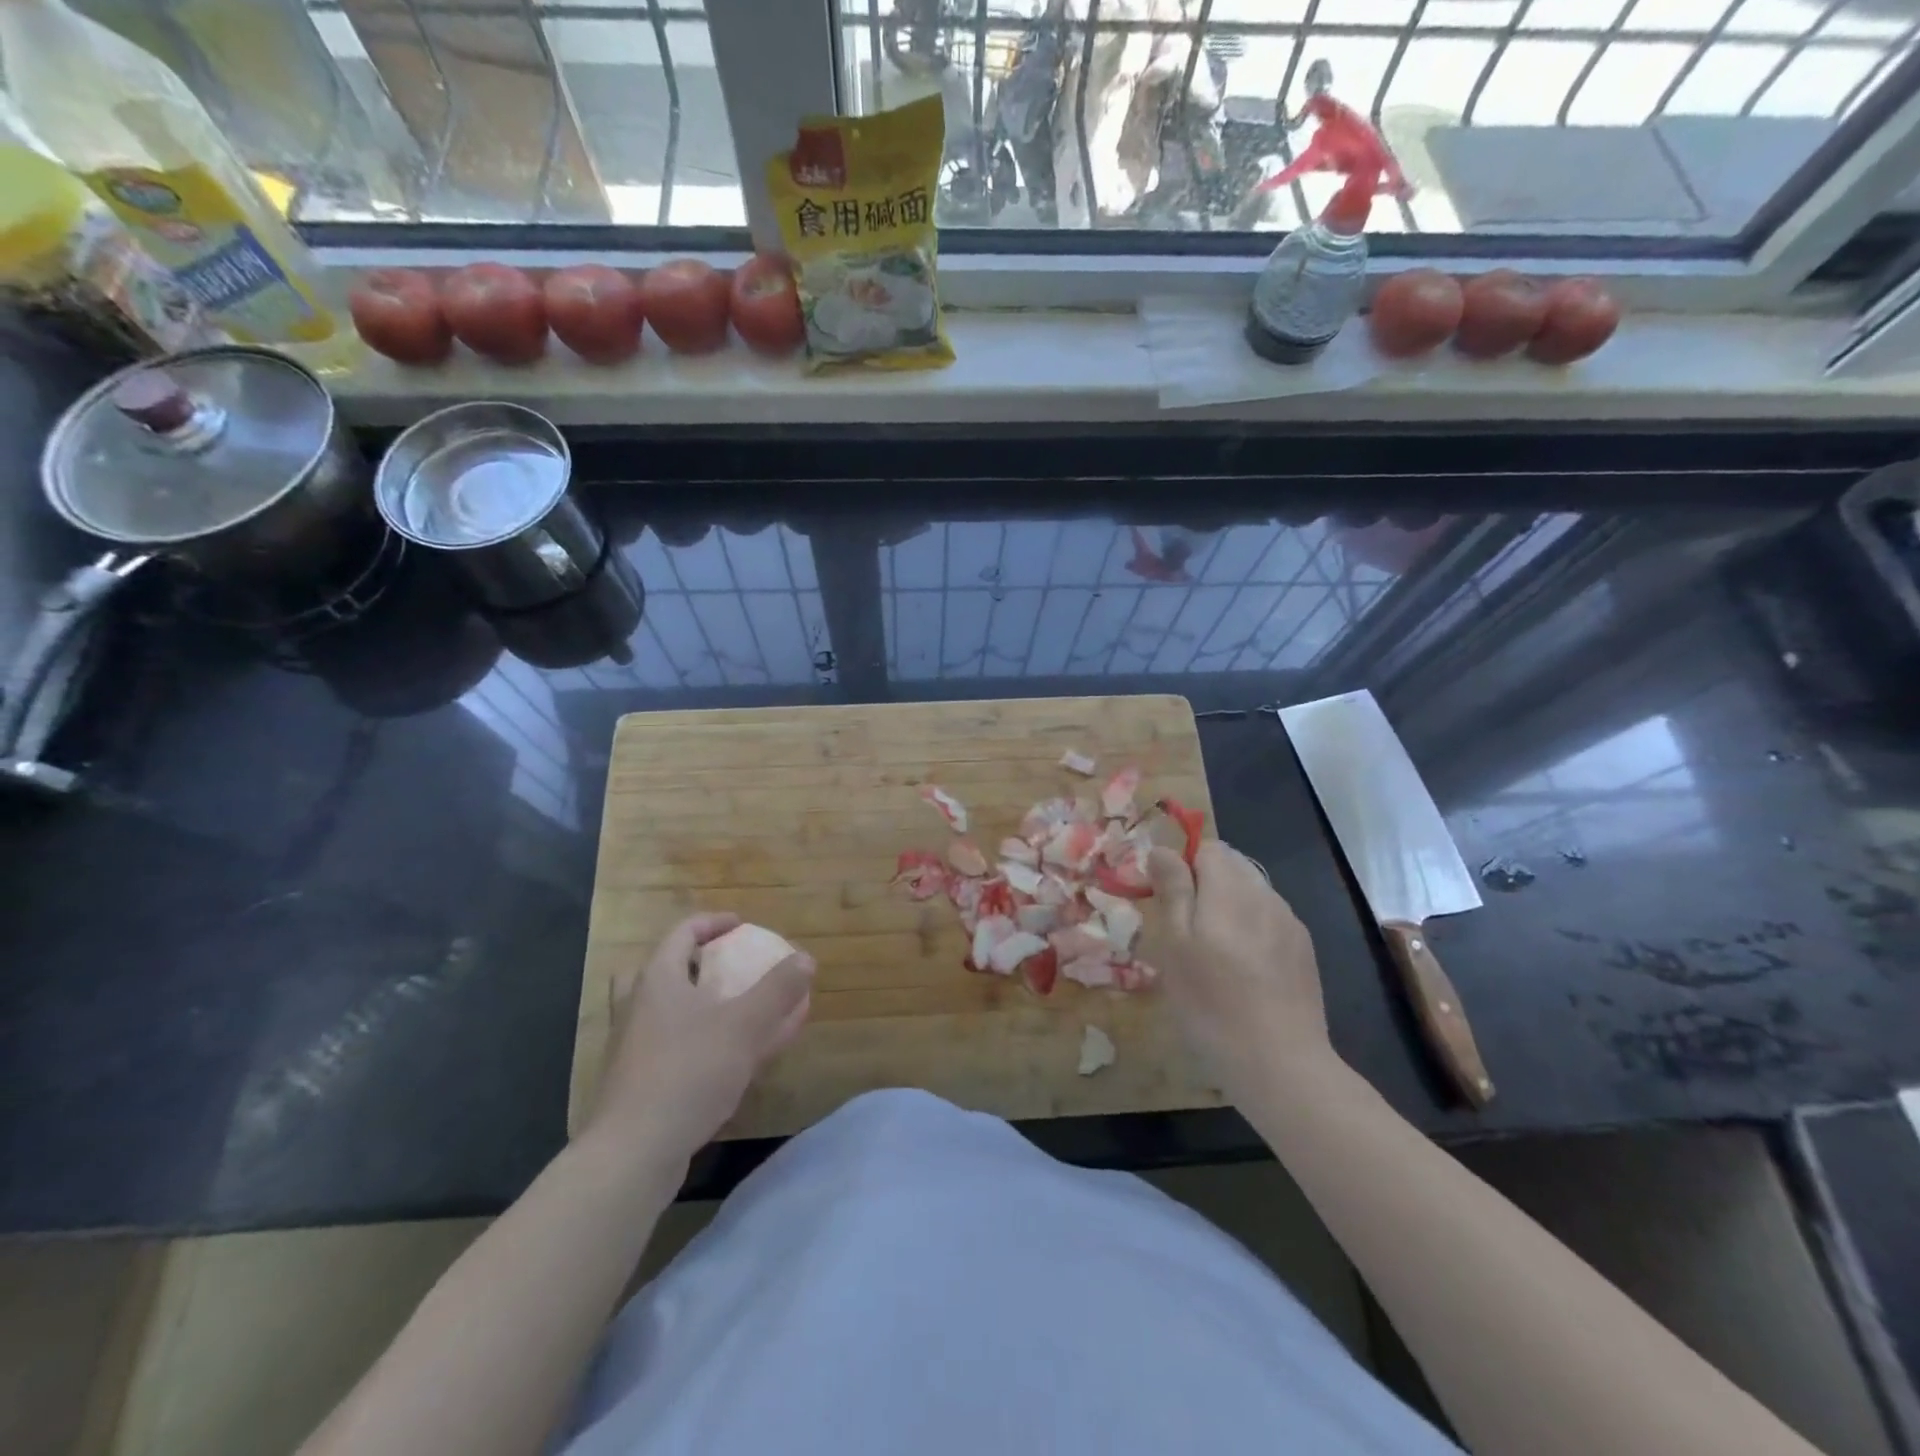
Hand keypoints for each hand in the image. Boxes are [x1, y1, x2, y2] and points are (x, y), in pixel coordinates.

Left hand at [586, 913, 813, 1168]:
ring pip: (669, 1011)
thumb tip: (805, 958)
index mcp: (658, 980)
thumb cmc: (688, 1073)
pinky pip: (676, 1047)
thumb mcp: (745, 1026)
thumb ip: (778, 990)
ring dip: (704, 1005)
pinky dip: (704, 1041)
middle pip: (666, 969)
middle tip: (728, 967)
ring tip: (738, 1012)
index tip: (743, 926)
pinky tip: (735, 1061)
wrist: (633, 1153)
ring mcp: (634, 1047)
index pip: (683, 932)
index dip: (714, 923)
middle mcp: (639, 1007)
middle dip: (700, 964)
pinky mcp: (639, 1083)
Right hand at [1143, 841, 1329, 1100]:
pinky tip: (1244, 968)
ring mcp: (1289, 922)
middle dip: (1205, 883)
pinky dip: (1251, 928)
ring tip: (1214, 951)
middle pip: (1232, 866)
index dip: (1182, 865)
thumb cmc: (1211, 1002)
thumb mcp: (1175, 945)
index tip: (1167, 900)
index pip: (1207, 848)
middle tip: (1185, 928)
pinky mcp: (1304, 950)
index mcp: (1230, 888)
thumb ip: (1173, 889)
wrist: (1279, 1062)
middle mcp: (1265, 894)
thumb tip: (1162, 849)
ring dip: (1228, 905)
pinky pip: (1270, 920)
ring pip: (1252, 893)